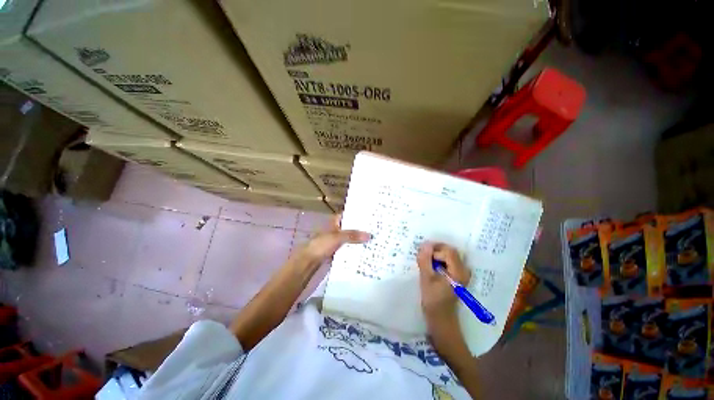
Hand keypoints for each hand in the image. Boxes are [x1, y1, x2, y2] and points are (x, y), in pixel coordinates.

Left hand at [292, 214, 370, 268]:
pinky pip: (348, 246)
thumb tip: (370, 235)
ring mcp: (336, 239)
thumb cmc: (321, 244)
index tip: (370, 216)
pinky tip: (364, 249)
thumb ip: (353, 236)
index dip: (358, 214)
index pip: (348, 215)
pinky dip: (354, 247)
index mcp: (335, 221)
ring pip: (350, 237)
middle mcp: (336, 228)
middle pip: (350, 226)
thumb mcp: (338, 237)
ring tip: (373, 238)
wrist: (309, 260)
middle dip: (360, 228)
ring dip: (358, 238)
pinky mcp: (336, 249)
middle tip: (375, 228)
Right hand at [417, 242, 470, 327]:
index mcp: (459, 271)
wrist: (441, 320)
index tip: (421, 254)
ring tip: (424, 261)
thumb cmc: (433, 301)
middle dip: (435, 250)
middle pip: (450, 251)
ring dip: (436, 254)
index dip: (434, 250)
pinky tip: (430, 266)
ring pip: (449, 255)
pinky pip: (448, 261)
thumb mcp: (426, 278)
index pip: (448, 251)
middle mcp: (464, 270)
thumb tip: (425, 244)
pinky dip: (439, 260)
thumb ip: (425, 260)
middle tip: (422, 255)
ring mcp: (461, 273)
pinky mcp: (457, 276)